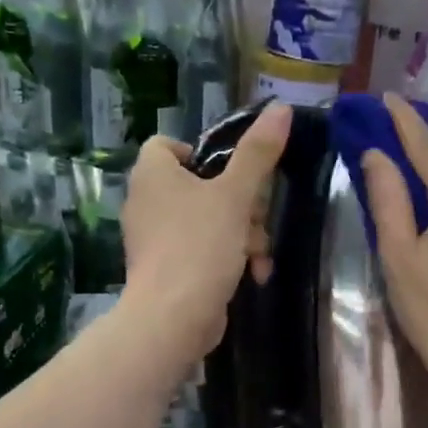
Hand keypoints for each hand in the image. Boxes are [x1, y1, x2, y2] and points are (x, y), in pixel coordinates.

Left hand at [121, 102, 290, 361]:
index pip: (167, 144)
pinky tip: (253, 274)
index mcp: (152, 174)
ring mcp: (155, 238)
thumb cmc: (199, 246)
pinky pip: (203, 250)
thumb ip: (258, 153)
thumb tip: (280, 108)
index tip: (233, 172)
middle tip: (258, 219)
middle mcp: (146, 201)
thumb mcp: (235, 195)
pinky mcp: (167, 269)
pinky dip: (228, 257)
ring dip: (243, 234)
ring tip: (259, 255)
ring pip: (208, 220)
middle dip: (241, 204)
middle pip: (201, 184)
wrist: (173, 319)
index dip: (202, 152)